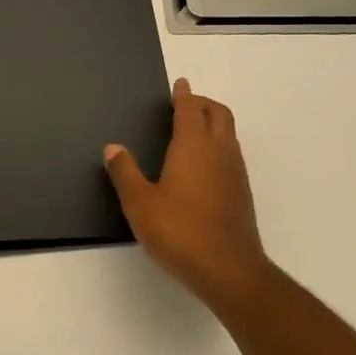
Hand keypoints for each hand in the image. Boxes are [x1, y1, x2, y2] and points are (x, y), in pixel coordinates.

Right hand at [104, 79, 271, 315]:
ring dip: (214, 124)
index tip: (180, 84)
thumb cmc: (180, 231)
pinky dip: (220, 147)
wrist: (230, 271)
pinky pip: (232, 155)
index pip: (190, 109)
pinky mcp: (243, 193)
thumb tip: (112, 147)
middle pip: (218, 113)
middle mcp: (219, 151)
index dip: (184, 94)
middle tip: (186, 104)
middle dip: (203, 103)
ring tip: (194, 133)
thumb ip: (125, 173)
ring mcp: (235, 172)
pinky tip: (204, 167)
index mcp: (193, 145)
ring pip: (229, 134)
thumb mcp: (140, 204)